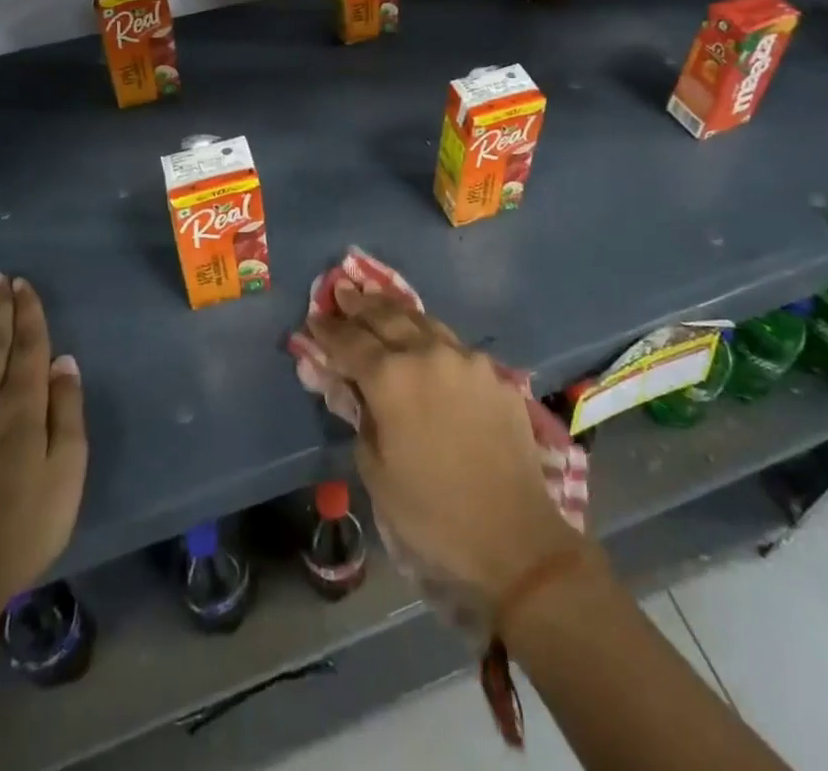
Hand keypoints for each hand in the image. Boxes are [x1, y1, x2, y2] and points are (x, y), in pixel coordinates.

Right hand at [308, 292, 580, 611]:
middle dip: (360, 304)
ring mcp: (467, 359)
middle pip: (387, 317)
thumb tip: (351, 386)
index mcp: (391, 378)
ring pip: (424, 322)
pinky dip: (431, 339)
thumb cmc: (431, 513)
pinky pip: (455, 347)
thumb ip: (359, 415)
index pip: (350, 341)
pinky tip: (426, 344)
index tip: (313, 318)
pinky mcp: (495, 374)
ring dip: (397, 313)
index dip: (328, 330)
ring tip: (379, 303)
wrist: (514, 537)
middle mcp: (428, 354)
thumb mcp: (375, 470)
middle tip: (343, 290)